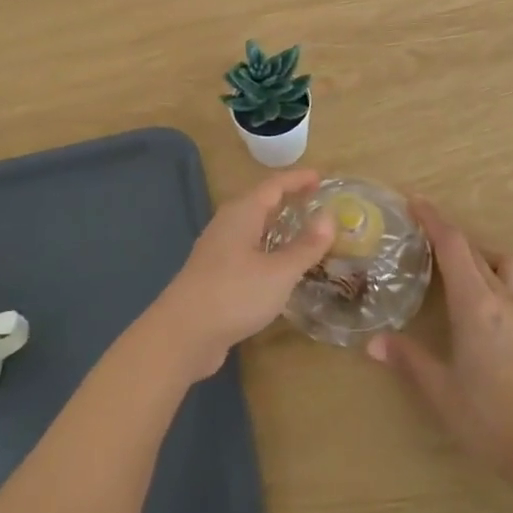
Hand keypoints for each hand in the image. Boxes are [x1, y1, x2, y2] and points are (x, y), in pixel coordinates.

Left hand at [146, 170, 335, 380]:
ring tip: (304, 233)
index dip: (298, 179)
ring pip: (252, 228)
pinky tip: (280, 267)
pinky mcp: (215, 275)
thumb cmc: (234, 294)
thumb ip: (306, 246)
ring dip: (277, 227)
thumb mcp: (279, 272)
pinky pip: (247, 251)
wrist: (182, 335)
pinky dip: (267, 250)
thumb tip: (330, 217)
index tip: (322, 178)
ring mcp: (217, 250)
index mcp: (242, 213)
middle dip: (288, 200)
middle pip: (260, 203)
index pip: (274, 185)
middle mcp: (227, 224)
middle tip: (317, 204)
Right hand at [367, 199, 512, 468]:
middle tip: (417, 226)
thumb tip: (372, 341)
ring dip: (474, 248)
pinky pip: (509, 279)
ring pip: (500, 260)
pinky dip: (489, 268)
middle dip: (446, 230)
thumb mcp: (438, 388)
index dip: (433, 219)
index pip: (453, 246)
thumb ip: (406, 358)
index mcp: (476, 305)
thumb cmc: (486, 416)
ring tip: (448, 258)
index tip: (413, 200)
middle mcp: (501, 298)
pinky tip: (473, 291)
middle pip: (474, 248)